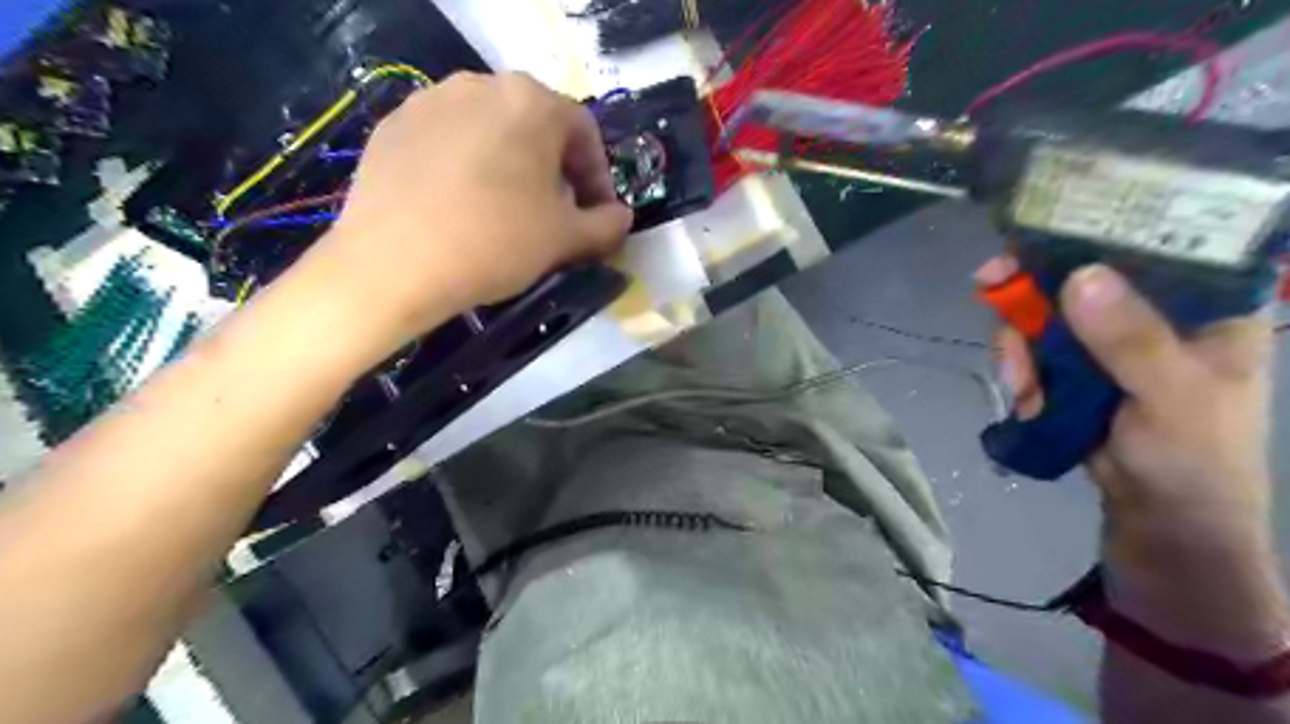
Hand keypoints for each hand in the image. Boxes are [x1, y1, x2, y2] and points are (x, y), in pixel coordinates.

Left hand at [300, 71, 630, 359]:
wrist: (394, 263)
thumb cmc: (496, 241)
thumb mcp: (566, 239)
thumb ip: (606, 225)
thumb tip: (621, 217)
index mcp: (531, 102)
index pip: (584, 132)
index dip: (599, 176)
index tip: (598, 215)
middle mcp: (481, 85)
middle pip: (536, 126)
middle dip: (556, 169)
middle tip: (556, 213)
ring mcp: (429, 101)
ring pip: (490, 131)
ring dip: (511, 166)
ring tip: (507, 210)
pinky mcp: (393, 126)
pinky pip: (448, 142)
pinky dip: (467, 168)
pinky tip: (461, 207)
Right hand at [985, 258, 1283, 659]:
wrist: (1159, 520)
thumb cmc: (1194, 458)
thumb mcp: (1173, 396)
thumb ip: (1132, 339)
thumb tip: (1080, 277)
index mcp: (1205, 305)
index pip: (1155, 241)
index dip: (1098, 226)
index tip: (1041, 228)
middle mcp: (1154, 313)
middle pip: (1081, 275)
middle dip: (1033, 292)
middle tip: (991, 288)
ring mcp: (1109, 342)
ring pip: (1047, 314)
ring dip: (1020, 344)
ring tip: (1018, 383)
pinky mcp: (1077, 369)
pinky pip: (1034, 349)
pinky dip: (1020, 370)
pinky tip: (1024, 397)